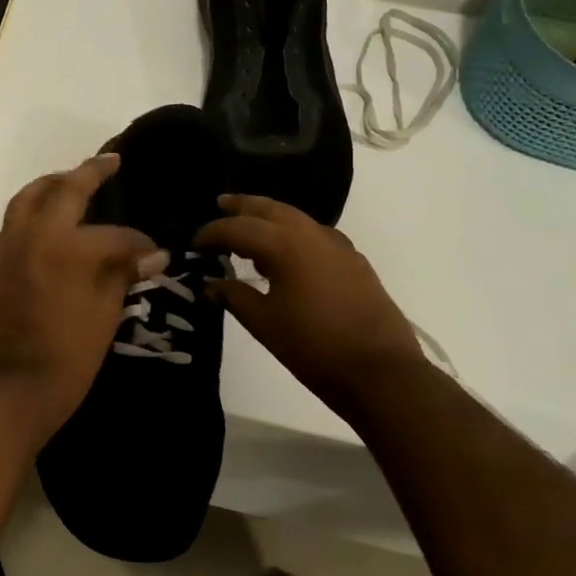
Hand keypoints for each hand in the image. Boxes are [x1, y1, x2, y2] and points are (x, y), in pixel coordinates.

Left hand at [0, 154, 165, 433]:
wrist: (19, 385)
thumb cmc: (71, 352)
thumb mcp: (107, 311)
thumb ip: (124, 272)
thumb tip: (154, 253)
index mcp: (67, 247)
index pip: (112, 234)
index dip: (137, 241)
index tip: (153, 250)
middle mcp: (33, 234)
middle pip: (62, 189)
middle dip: (89, 172)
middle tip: (110, 161)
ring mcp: (8, 245)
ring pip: (28, 197)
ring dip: (52, 184)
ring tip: (72, 180)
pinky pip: (12, 222)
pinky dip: (30, 211)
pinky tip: (46, 220)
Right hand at [195, 194, 423, 415]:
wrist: (381, 372)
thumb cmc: (314, 347)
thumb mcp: (263, 323)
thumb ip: (234, 297)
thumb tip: (210, 285)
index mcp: (286, 245)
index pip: (239, 228)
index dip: (213, 232)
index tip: (195, 242)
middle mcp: (312, 235)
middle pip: (271, 208)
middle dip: (244, 206)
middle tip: (221, 203)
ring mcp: (338, 247)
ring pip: (297, 218)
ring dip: (270, 218)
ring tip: (249, 230)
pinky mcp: (354, 263)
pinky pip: (315, 235)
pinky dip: (293, 234)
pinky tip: (287, 254)